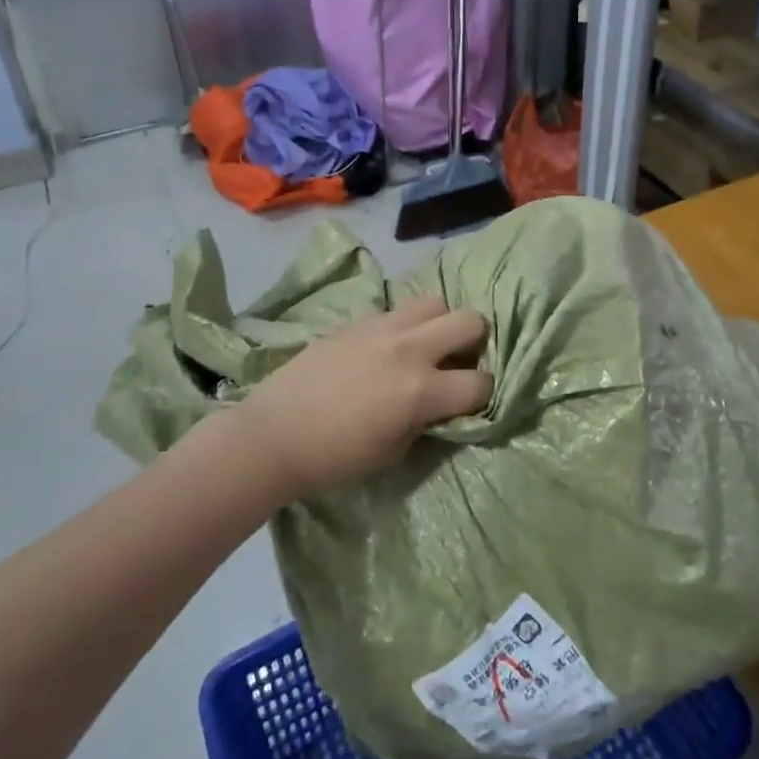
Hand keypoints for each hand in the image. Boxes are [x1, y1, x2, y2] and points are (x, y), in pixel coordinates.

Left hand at [238, 296, 492, 500]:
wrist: (273, 434)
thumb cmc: (334, 457)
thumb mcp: (393, 451)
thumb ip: (426, 420)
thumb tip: (442, 404)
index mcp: (421, 389)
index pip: (480, 382)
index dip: (485, 395)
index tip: (474, 402)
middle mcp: (409, 348)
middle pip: (470, 320)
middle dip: (476, 342)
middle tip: (460, 362)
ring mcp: (383, 326)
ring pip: (435, 301)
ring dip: (441, 323)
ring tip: (427, 346)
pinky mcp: (359, 319)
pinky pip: (398, 308)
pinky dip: (407, 324)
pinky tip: (390, 346)